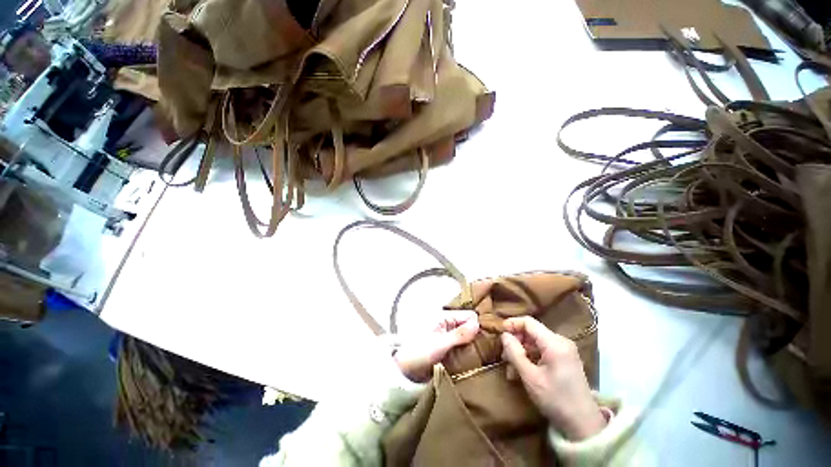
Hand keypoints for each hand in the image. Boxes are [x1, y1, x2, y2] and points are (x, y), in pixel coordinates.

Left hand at [394, 310, 479, 381]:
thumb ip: (459, 334)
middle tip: (485, 350)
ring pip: (467, 336)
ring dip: (473, 344)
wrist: (405, 371)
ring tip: (481, 356)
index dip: (477, 325)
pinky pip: (463, 345)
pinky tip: (473, 359)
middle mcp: (448, 323)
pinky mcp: (448, 346)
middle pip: (469, 325)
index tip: (485, 340)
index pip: (468, 315)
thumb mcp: (440, 344)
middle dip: (476, 335)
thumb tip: (478, 324)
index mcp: (444, 316)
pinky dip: (468, 350)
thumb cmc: (419, 353)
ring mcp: (448, 335)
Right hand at [501, 317, 605, 440]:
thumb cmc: (555, 400)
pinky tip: (523, 369)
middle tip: (504, 356)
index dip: (512, 324)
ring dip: (522, 351)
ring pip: (536, 341)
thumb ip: (515, 353)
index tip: (499, 332)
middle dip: (516, 341)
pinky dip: (531, 356)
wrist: (583, 424)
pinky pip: (543, 350)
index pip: (529, 322)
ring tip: (511, 367)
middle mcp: (561, 342)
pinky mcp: (565, 359)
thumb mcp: (530, 377)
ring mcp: (565, 350)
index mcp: (555, 343)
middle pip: (532, 331)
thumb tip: (504, 335)